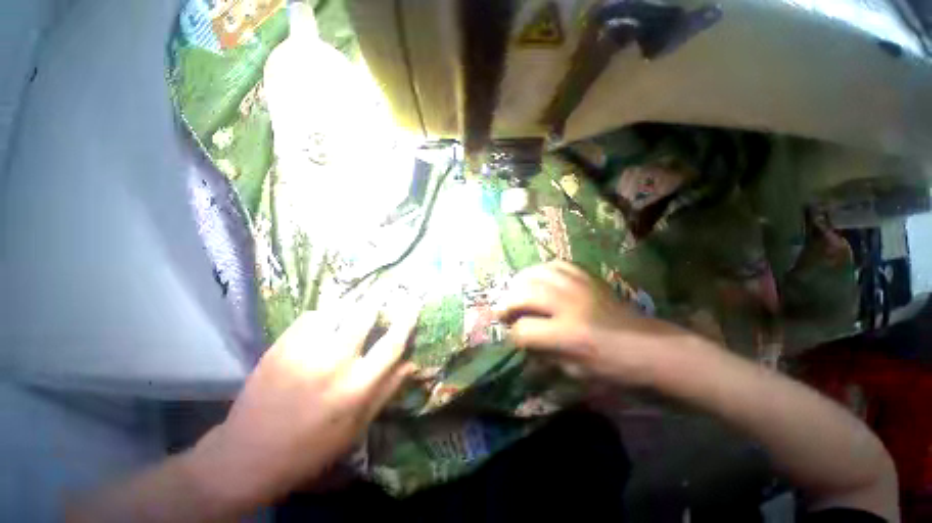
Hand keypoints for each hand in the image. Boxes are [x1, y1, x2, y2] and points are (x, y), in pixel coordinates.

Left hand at [190, 305, 417, 508]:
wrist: (247, 455)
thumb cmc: (311, 447)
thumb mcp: (357, 427)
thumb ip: (386, 391)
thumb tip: (411, 363)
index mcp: (357, 387)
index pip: (392, 343)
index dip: (407, 318)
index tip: (414, 301)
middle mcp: (334, 362)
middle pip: (365, 314)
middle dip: (379, 295)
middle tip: (387, 285)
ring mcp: (305, 351)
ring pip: (337, 309)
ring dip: (353, 301)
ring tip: (360, 297)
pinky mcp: (281, 346)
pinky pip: (311, 316)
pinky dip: (325, 313)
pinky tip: (327, 319)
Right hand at [496, 261, 688, 385]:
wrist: (651, 347)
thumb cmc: (615, 369)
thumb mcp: (575, 372)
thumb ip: (543, 352)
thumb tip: (521, 336)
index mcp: (569, 336)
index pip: (525, 330)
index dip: (514, 335)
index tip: (513, 336)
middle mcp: (571, 306)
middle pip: (525, 293)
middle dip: (507, 302)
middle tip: (503, 310)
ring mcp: (580, 287)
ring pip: (538, 273)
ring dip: (520, 283)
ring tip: (516, 291)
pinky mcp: (588, 278)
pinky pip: (557, 264)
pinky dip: (542, 270)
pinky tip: (538, 279)